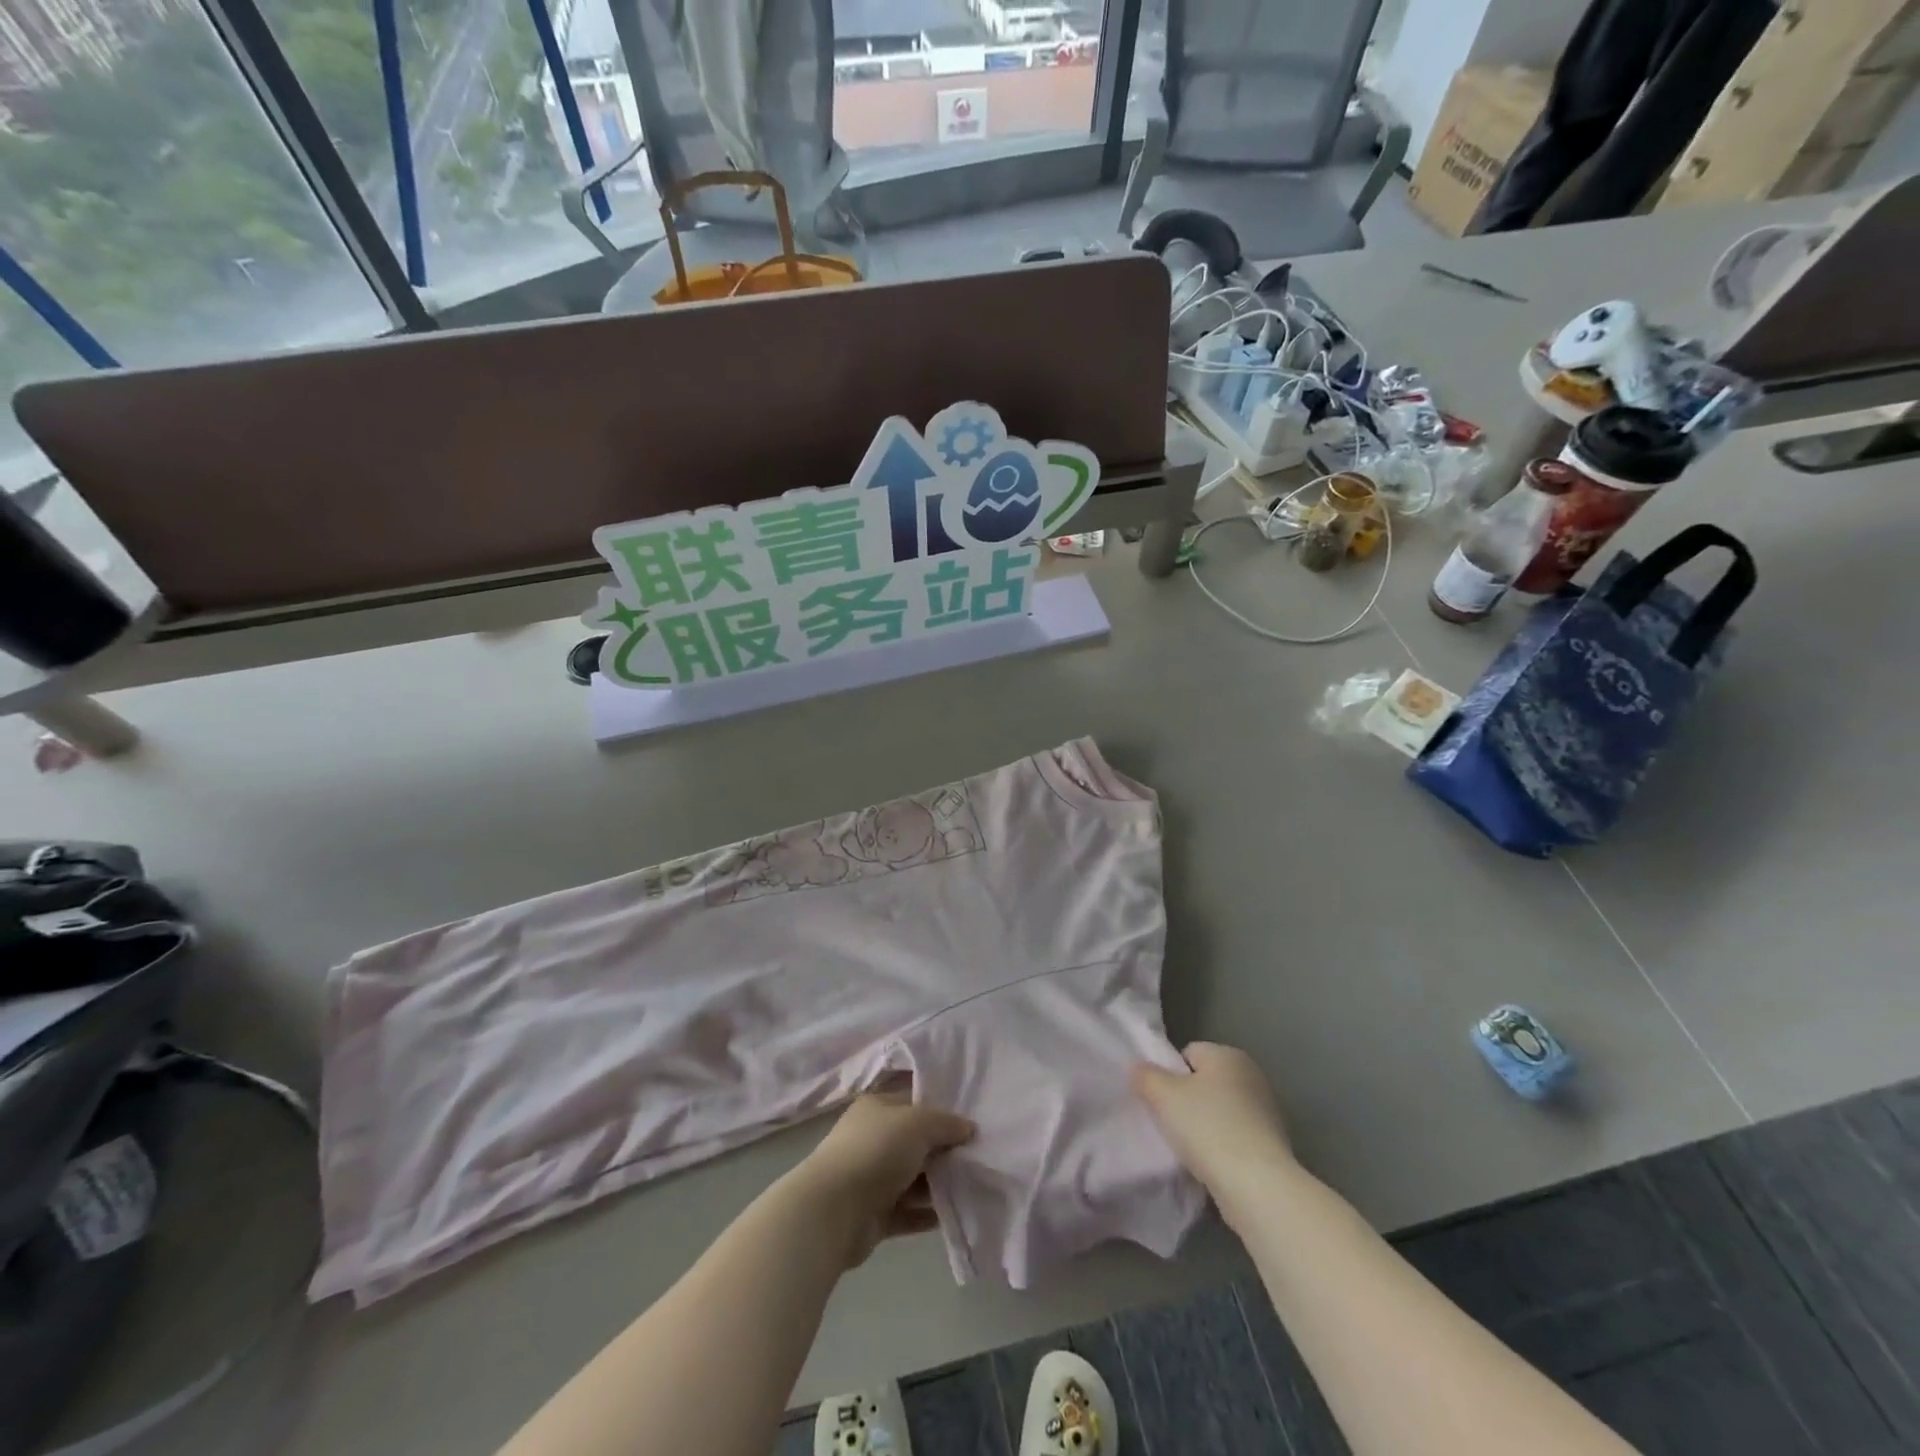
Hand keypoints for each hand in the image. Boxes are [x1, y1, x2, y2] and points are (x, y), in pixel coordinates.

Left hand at [793, 1092, 974, 1267]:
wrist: (834, 1210)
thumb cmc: (876, 1151)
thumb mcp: (918, 1123)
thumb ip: (946, 1123)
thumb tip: (969, 1128)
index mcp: (877, 1107)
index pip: (914, 1102)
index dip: (942, 1111)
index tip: (972, 1123)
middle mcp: (873, 1138)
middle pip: (915, 1142)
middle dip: (944, 1150)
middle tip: (978, 1156)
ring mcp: (871, 1178)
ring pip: (913, 1178)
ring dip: (938, 1184)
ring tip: (972, 1186)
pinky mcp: (874, 1214)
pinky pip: (907, 1211)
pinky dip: (927, 1213)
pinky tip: (954, 1214)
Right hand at [1132, 1042, 1293, 1196]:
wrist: (1257, 1185)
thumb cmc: (1207, 1127)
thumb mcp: (1163, 1095)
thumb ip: (1146, 1075)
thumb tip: (1137, 1067)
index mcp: (1228, 1054)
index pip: (1188, 1053)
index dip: (1169, 1074)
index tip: (1160, 1100)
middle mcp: (1251, 1074)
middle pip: (1205, 1082)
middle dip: (1187, 1100)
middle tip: (1170, 1122)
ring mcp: (1266, 1110)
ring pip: (1220, 1111)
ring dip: (1204, 1125)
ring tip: (1189, 1148)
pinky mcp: (1272, 1144)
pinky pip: (1235, 1136)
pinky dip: (1222, 1146)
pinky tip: (1210, 1164)